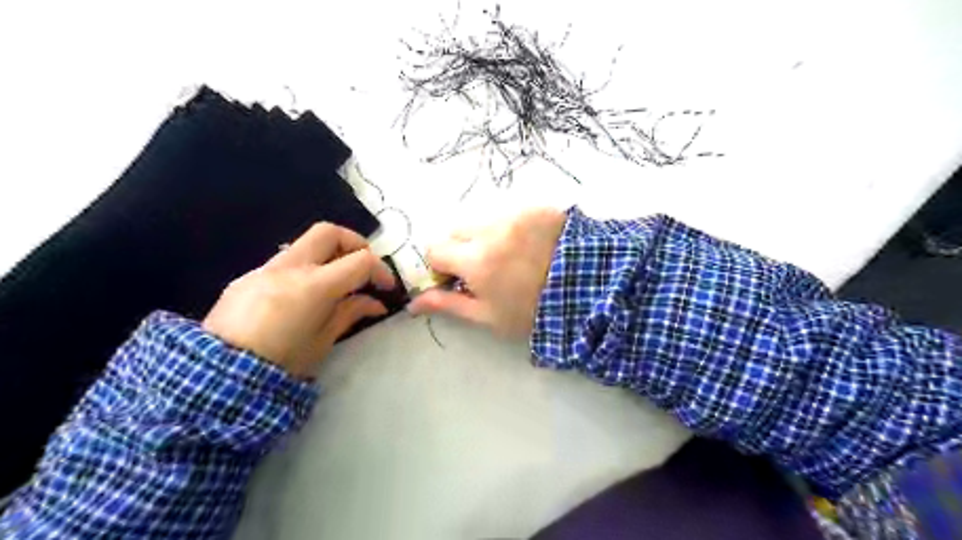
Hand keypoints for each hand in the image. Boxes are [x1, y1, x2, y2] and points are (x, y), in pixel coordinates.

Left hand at [204, 224, 396, 378]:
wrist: (217, 376)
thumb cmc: (281, 363)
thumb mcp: (324, 340)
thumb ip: (351, 313)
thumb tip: (375, 303)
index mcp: (315, 286)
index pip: (360, 261)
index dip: (380, 270)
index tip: (386, 286)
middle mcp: (290, 268)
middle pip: (328, 232)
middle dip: (353, 243)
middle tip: (363, 266)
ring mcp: (265, 269)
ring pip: (304, 245)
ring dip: (327, 256)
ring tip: (335, 284)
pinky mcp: (247, 278)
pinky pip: (283, 263)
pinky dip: (304, 270)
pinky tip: (302, 297)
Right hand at [407, 208, 568, 335]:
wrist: (589, 290)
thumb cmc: (533, 310)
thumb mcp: (488, 316)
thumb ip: (448, 305)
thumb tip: (412, 304)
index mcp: (475, 259)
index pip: (434, 248)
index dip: (441, 265)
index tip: (457, 278)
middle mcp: (490, 229)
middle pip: (455, 229)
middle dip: (460, 247)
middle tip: (483, 267)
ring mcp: (515, 213)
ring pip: (480, 219)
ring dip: (484, 234)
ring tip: (509, 255)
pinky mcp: (535, 206)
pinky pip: (508, 212)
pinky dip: (509, 226)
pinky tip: (528, 244)